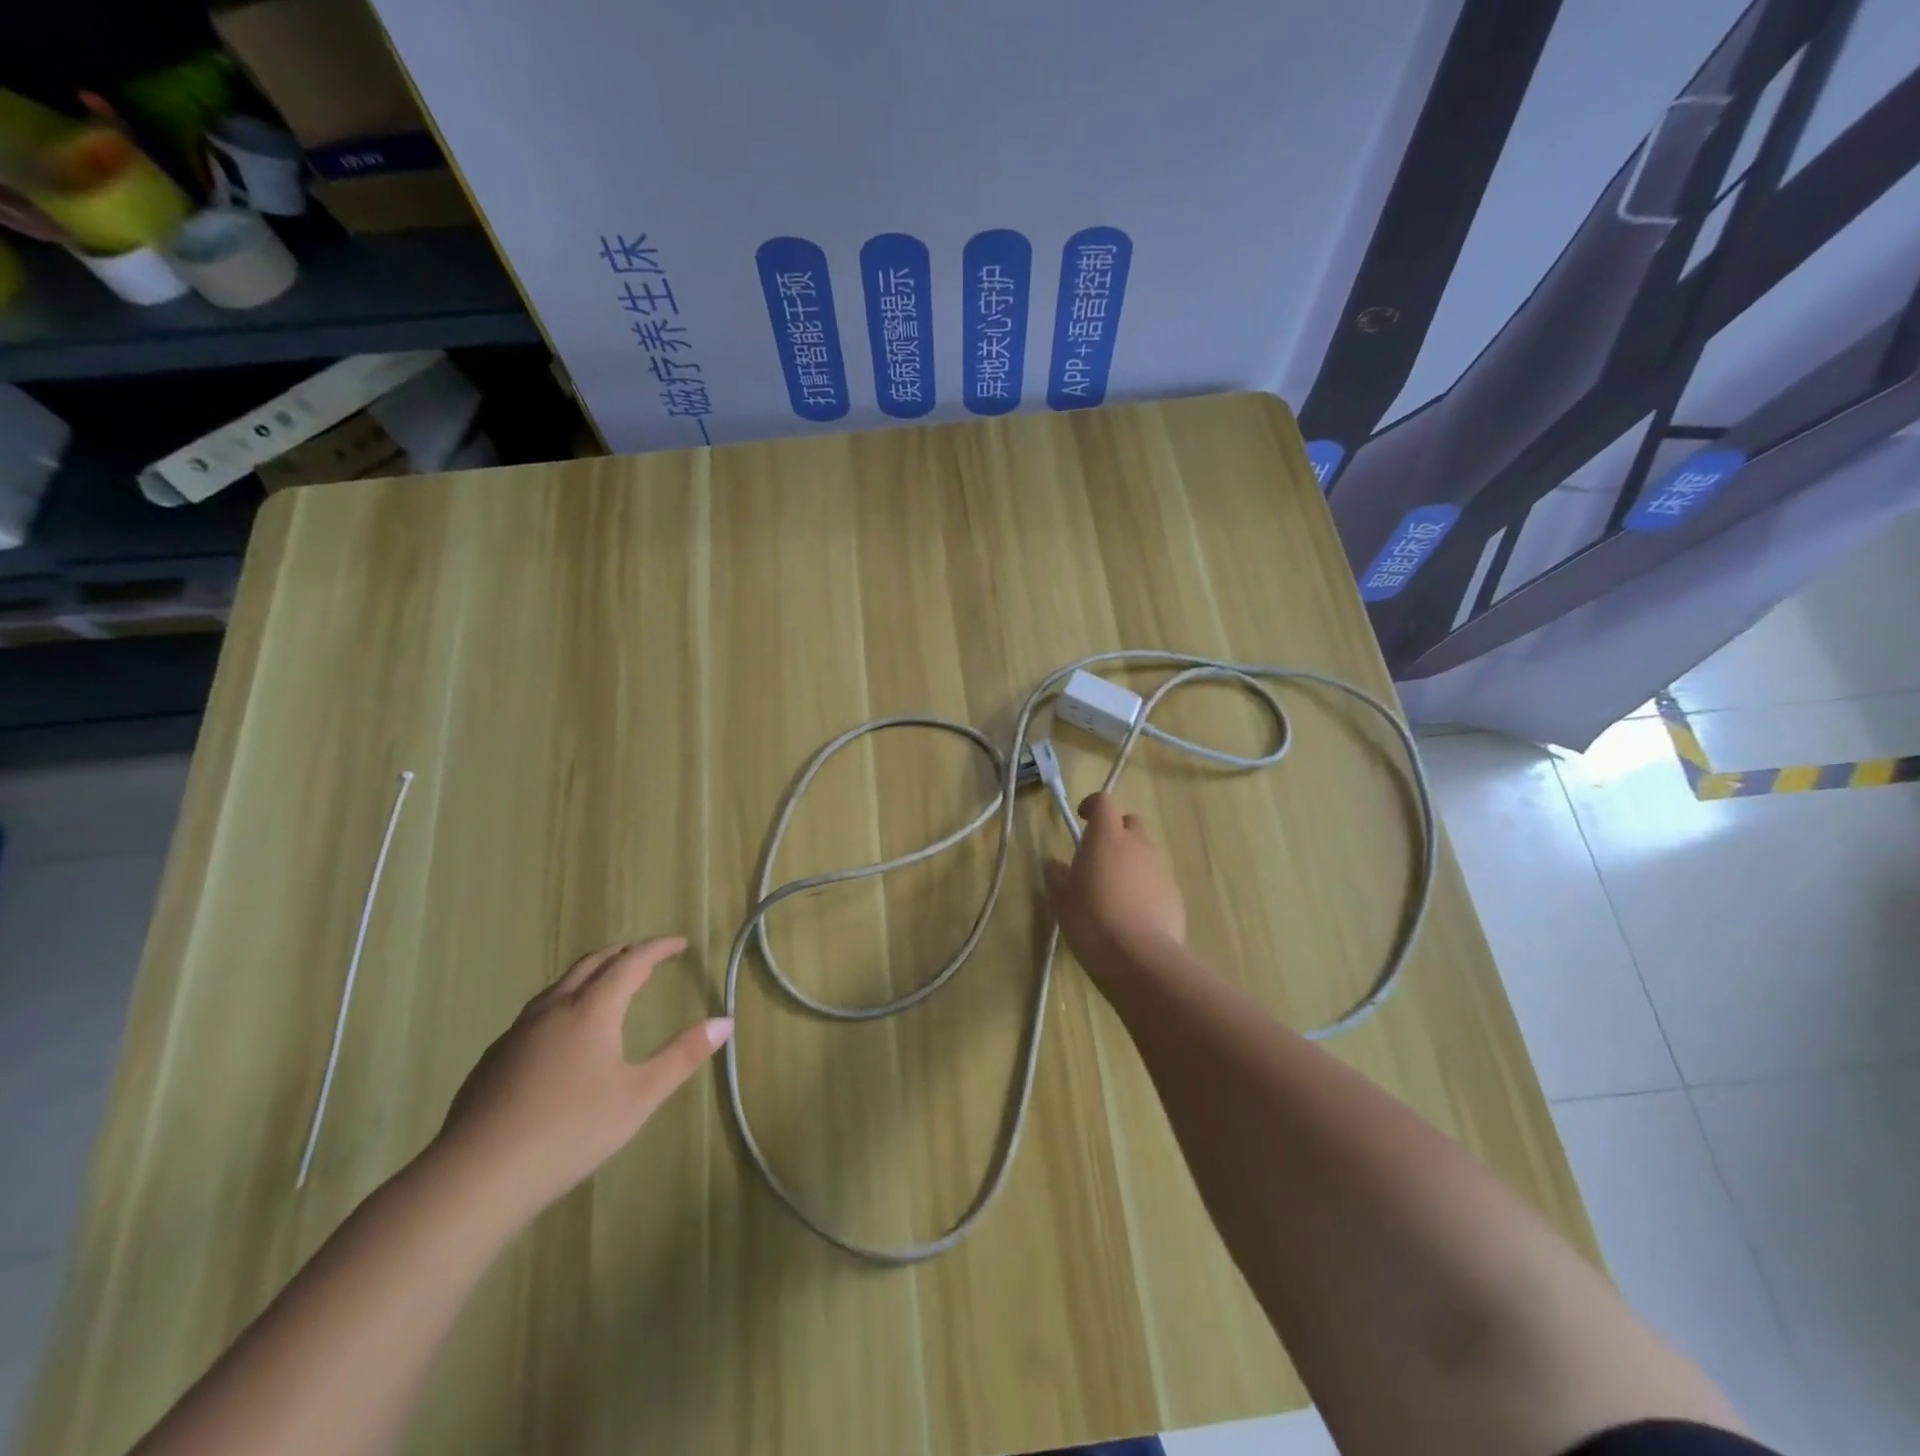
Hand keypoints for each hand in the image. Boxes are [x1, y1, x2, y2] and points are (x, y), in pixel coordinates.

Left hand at [431, 938, 730, 1223]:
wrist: (476, 1178)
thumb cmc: (570, 1132)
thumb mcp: (639, 1097)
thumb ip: (682, 1056)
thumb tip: (725, 1021)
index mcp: (592, 1010)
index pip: (631, 962)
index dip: (658, 948)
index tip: (680, 944)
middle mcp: (554, 1009)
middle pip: (591, 964)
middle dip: (623, 953)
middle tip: (646, 956)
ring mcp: (518, 1033)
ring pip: (559, 985)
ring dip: (590, 974)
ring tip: (608, 985)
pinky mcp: (494, 1058)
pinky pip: (537, 1011)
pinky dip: (564, 1001)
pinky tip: (562, 1033)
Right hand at [1043, 793, 1185, 974]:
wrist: (1139, 957)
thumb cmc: (1091, 919)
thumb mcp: (1060, 898)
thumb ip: (1056, 875)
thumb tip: (1055, 864)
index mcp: (1107, 837)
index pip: (1103, 802)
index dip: (1092, 805)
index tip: (1082, 819)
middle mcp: (1138, 845)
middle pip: (1130, 822)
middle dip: (1116, 832)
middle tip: (1098, 856)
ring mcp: (1160, 869)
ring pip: (1145, 852)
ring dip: (1130, 861)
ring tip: (1114, 890)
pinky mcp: (1174, 894)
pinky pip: (1156, 879)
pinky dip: (1144, 886)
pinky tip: (1132, 913)